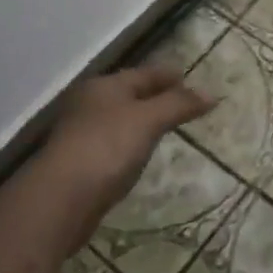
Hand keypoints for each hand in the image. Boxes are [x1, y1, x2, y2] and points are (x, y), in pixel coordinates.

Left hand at [38, 65, 214, 213]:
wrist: (61, 199)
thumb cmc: (107, 147)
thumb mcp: (148, 120)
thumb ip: (179, 104)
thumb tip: (211, 93)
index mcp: (105, 86)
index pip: (144, 73)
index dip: (168, 75)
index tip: (190, 77)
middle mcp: (90, 104)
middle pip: (130, 94)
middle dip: (155, 96)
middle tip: (183, 101)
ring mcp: (81, 134)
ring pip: (120, 119)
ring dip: (142, 121)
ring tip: (165, 126)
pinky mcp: (80, 163)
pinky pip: (113, 144)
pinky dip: (130, 143)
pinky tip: (139, 153)